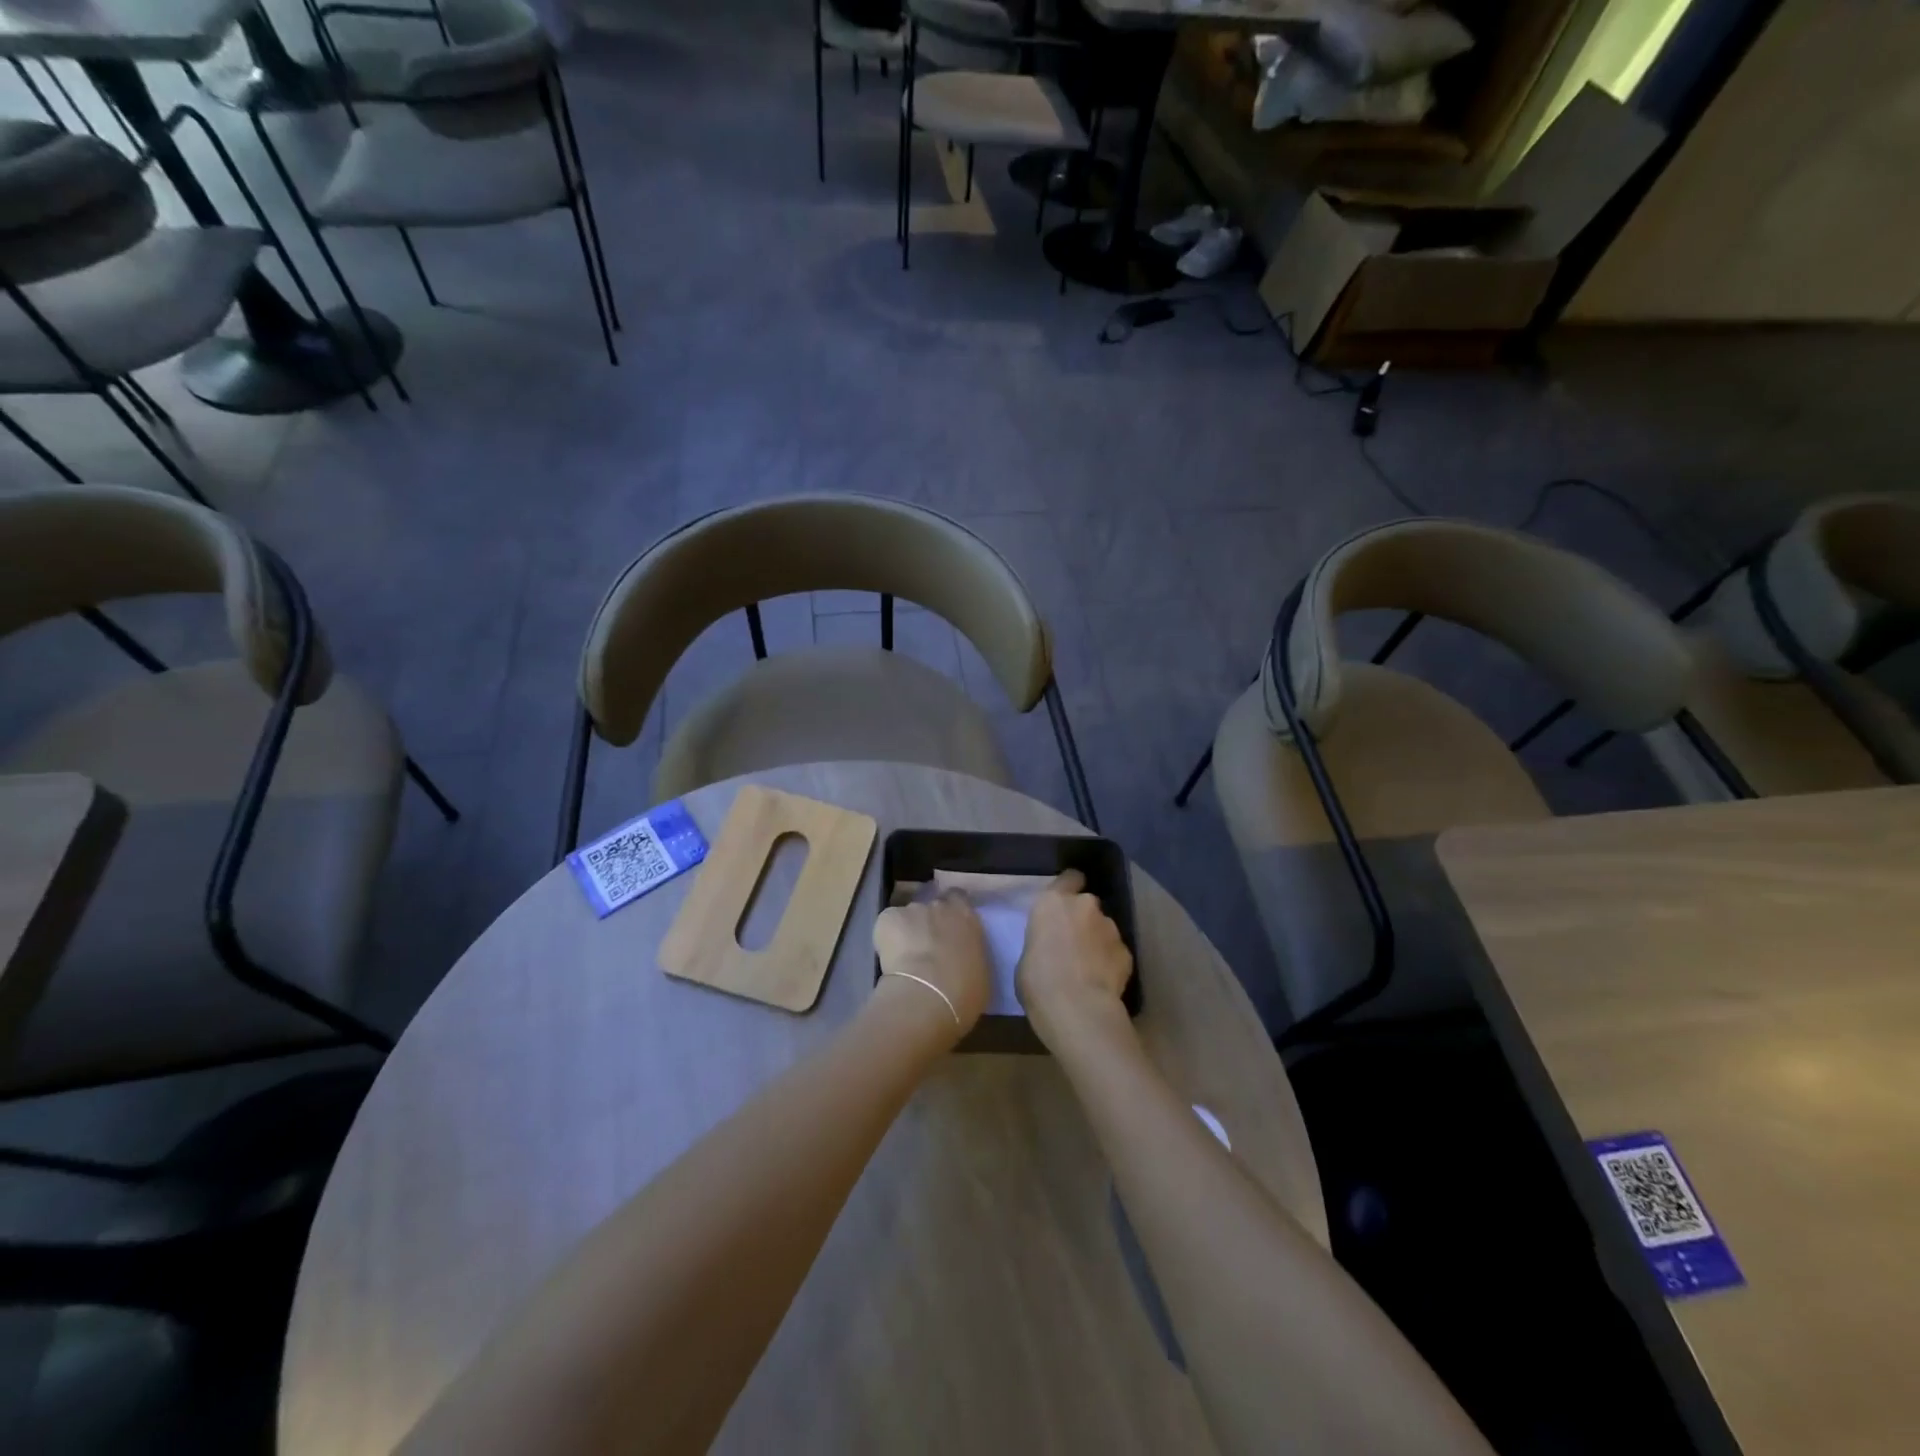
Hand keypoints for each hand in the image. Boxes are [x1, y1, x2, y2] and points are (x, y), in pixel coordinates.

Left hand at [872, 891, 990, 1044]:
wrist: (928, 996)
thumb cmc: (964, 991)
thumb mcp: (980, 972)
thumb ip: (970, 954)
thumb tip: (961, 958)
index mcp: (966, 916)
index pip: (958, 899)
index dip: (951, 912)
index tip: (948, 928)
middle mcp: (940, 906)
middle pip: (932, 908)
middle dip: (928, 923)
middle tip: (927, 947)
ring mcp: (912, 909)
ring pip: (908, 917)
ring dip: (907, 931)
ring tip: (905, 958)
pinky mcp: (887, 918)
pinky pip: (886, 925)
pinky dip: (886, 938)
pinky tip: (889, 959)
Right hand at [1015, 869, 1133, 1051]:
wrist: (1077, 1008)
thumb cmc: (1038, 981)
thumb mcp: (1027, 956)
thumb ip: (1043, 941)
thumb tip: (1053, 948)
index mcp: (1052, 903)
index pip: (1069, 878)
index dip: (1070, 887)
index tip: (1067, 901)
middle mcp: (1085, 906)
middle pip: (1087, 905)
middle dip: (1084, 919)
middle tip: (1074, 943)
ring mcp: (1110, 927)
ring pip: (1104, 928)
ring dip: (1098, 941)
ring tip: (1089, 968)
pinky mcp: (1127, 951)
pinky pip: (1115, 952)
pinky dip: (1110, 962)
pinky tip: (1102, 982)